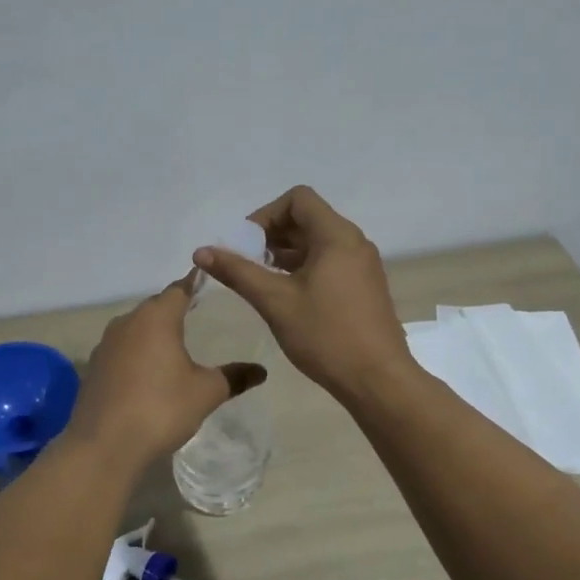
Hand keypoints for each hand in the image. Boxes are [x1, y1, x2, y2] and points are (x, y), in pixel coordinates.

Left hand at [66, 276, 266, 461]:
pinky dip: (137, 354)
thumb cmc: (160, 408)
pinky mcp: (94, 367)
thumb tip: (261, 370)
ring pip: (136, 328)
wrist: (103, 446)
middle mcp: (127, 322)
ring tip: (176, 345)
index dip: (195, 284)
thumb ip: (234, 377)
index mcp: (156, 317)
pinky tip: (149, 373)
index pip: (179, 289)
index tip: (210, 283)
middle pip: (156, 307)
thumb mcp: (206, 393)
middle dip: (176, 309)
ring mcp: (105, 344)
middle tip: (199, 315)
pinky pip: (122, 350)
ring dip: (154, 333)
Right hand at [193, 185, 413, 401]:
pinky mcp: (364, 287)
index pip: (298, 198)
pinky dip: (303, 268)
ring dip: (285, 253)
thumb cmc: (325, 335)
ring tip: (259, 280)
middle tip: (245, 263)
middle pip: (307, 218)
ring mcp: (362, 265)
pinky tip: (285, 295)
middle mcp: (354, 243)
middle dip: (271, 235)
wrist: (378, 381)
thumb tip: (201, 252)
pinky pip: (329, 262)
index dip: (266, 214)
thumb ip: (237, 272)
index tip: (246, 244)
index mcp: (337, 236)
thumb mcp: (274, 301)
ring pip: (317, 242)